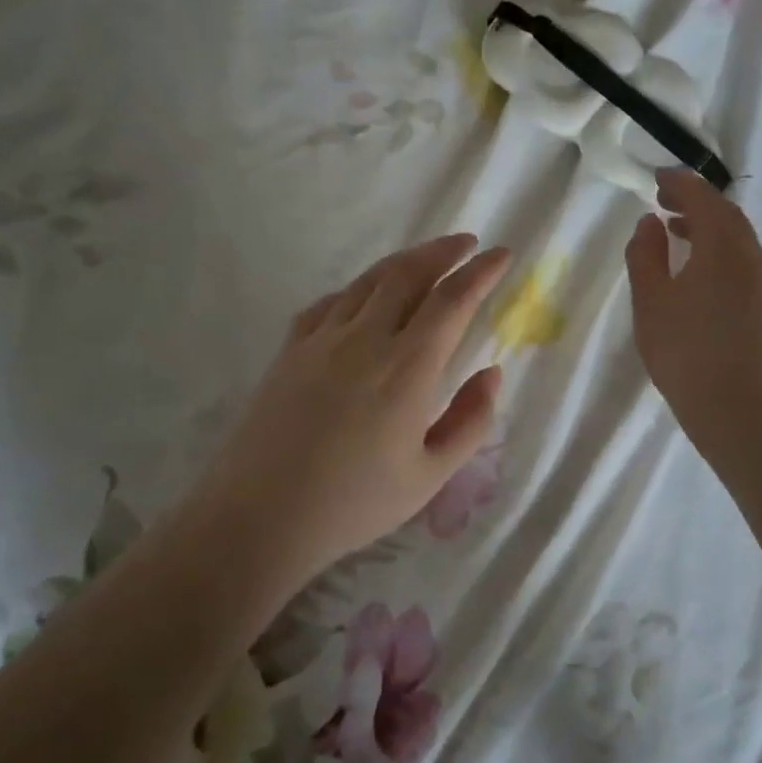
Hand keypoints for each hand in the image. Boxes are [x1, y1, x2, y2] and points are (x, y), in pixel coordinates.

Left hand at [193, 235, 511, 604]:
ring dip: (403, 261)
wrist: (259, 518)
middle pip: (408, 275)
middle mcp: (365, 340)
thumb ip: (471, 421)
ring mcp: (321, 340)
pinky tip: (362, 298)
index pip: (452, 301)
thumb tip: (493, 373)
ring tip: (426, 258)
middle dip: (443, 252)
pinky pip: (329, 303)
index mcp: (407, 369)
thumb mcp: (430, 476)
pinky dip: (356, 289)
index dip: (482, 272)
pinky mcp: (289, 351)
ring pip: (368, 281)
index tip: (503, 255)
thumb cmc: (354, 504)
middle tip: (467, 244)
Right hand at [626, 170, 761, 450]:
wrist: (738, 409)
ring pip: (736, 239)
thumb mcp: (651, 302)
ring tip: (676, 233)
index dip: (679, 184)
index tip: (656, 179)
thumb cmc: (685, 352)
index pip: (704, 198)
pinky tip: (697, 273)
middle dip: (695, 202)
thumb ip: (646, 256)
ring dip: (707, 228)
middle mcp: (751, 256)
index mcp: (723, 246)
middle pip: (726, 215)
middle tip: (663, 202)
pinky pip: (742, 261)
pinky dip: (718, 251)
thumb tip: (650, 223)